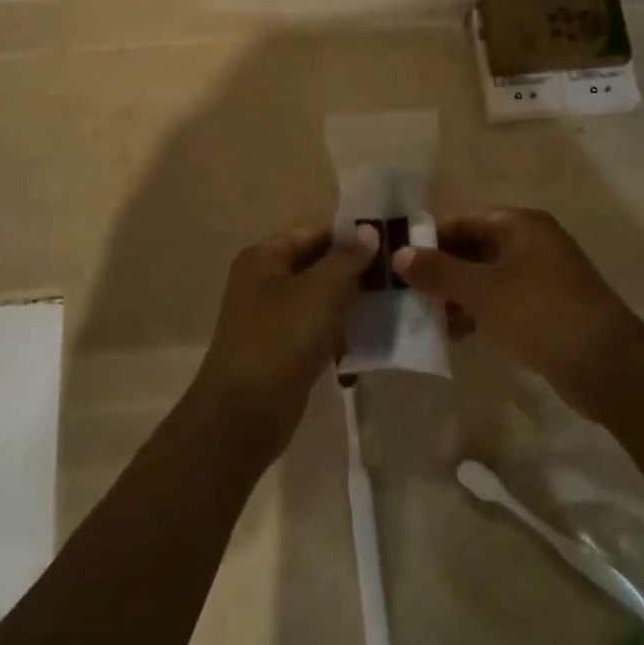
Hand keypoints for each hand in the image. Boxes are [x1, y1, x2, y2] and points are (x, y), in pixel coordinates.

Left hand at [190, 223, 378, 461]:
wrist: (244, 414)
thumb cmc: (280, 340)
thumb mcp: (319, 292)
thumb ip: (347, 259)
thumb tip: (369, 230)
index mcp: (265, 258)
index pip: (316, 233)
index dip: (353, 236)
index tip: (393, 243)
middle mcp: (265, 282)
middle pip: (318, 265)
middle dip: (356, 270)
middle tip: (399, 275)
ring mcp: (272, 318)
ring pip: (321, 299)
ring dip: (352, 302)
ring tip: (395, 303)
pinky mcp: (283, 349)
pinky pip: (318, 329)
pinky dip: (341, 331)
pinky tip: (373, 337)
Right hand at [393, 209, 643, 417]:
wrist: (608, 367)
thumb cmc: (539, 314)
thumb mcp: (481, 291)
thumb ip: (438, 271)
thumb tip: (399, 255)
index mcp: (520, 225)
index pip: (463, 219)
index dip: (429, 237)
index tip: (396, 257)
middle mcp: (532, 243)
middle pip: (473, 248)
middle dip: (440, 269)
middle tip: (403, 290)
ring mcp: (542, 277)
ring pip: (486, 277)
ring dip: (456, 294)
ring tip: (421, 315)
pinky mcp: (546, 309)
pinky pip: (501, 302)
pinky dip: (478, 312)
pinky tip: (453, 334)